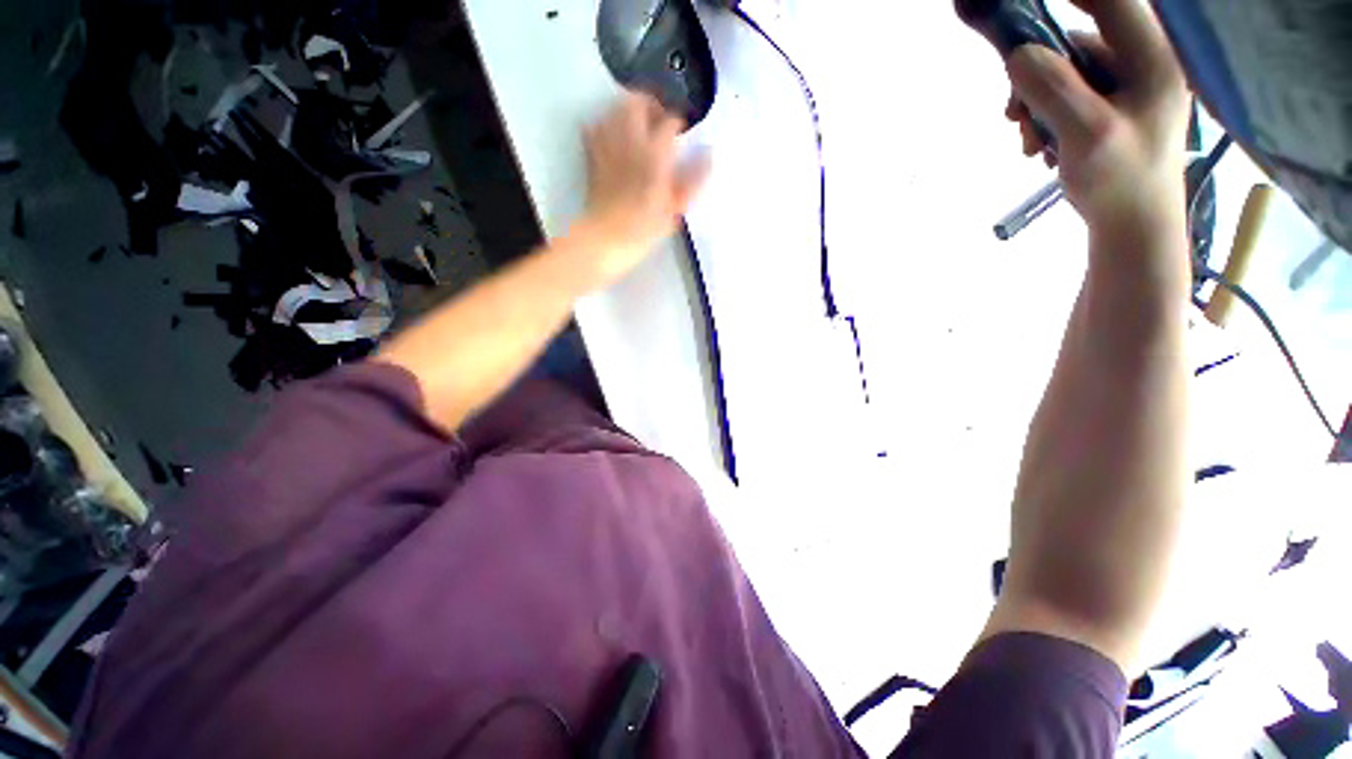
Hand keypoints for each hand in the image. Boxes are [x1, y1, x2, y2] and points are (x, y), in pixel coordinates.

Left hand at [571, 92, 709, 288]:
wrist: (606, 240)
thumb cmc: (644, 229)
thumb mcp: (675, 210)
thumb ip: (693, 180)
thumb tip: (709, 155)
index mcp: (654, 154)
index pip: (669, 121)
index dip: (679, 123)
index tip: (683, 133)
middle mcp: (630, 141)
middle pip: (636, 101)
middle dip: (650, 105)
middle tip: (658, 121)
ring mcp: (607, 146)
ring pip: (614, 109)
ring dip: (627, 112)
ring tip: (638, 128)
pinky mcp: (592, 156)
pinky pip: (594, 127)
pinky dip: (605, 126)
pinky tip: (614, 139)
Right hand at [1005, 0, 1189, 245]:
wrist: (1132, 224)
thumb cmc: (1121, 182)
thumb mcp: (1087, 135)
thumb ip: (1054, 89)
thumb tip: (1017, 54)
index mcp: (1151, 57)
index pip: (1109, 1)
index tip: (1020, 9)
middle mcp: (1141, 60)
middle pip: (1076, 38)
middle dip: (1036, 72)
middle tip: (1014, 114)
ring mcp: (1125, 83)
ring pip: (1064, 70)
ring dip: (1035, 102)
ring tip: (1028, 141)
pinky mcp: (1111, 104)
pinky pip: (1065, 94)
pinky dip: (1043, 115)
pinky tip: (1039, 144)